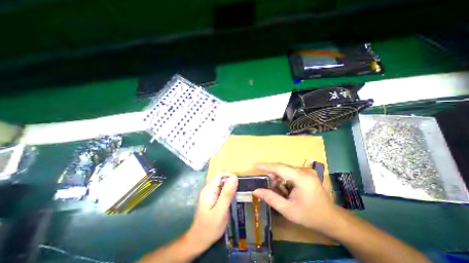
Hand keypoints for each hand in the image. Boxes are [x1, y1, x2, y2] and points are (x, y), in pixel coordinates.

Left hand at [187, 174, 238, 251]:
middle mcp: (208, 188)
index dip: (230, 176)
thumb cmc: (210, 227)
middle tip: (239, 193)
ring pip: (222, 184)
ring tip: (237, 196)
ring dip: (230, 188)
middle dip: (231, 183)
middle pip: (221, 178)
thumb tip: (234, 177)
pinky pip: (221, 190)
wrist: (199, 241)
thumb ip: (227, 193)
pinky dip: (228, 193)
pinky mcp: (212, 198)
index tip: (238, 184)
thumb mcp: (221, 211)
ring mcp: (210, 193)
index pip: (220, 174)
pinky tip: (231, 200)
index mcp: (209, 189)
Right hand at [253, 163, 337, 232]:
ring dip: (278, 178)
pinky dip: (284, 179)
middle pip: (281, 167)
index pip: (279, 168)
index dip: (266, 166)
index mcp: (301, 178)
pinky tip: (285, 189)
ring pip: (285, 169)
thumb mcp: (288, 210)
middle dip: (272, 175)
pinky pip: (290, 172)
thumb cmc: (310, 216)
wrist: (331, 218)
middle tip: (267, 186)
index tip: (255, 165)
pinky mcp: (306, 172)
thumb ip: (271, 198)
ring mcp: (306, 170)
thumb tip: (256, 191)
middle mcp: (304, 170)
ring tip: (278, 191)